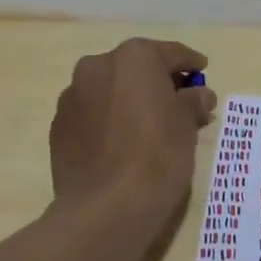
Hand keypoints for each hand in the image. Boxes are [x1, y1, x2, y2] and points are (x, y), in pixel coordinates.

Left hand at [51, 38, 216, 214]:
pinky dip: (109, 120)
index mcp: (134, 58)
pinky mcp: (58, 127)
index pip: (171, 53)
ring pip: (109, 90)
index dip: (190, 63)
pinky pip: (92, 114)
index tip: (202, 70)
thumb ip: (192, 102)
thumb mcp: (187, 125)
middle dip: (156, 81)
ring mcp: (72, 97)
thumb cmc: (157, 155)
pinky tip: (122, 143)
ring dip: (128, 99)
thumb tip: (198, 95)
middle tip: (178, 101)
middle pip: (135, 68)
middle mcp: (97, 66)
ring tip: (147, 125)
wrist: (106, 207)